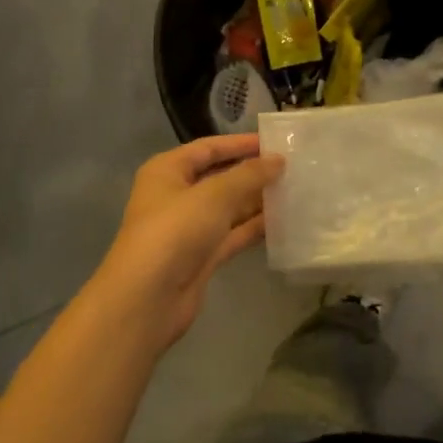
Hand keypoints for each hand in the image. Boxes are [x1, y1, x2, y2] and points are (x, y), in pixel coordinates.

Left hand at [90, 135, 282, 349]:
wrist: (147, 300)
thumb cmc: (175, 232)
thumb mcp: (214, 195)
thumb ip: (249, 175)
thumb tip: (278, 160)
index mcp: (168, 171)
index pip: (208, 148)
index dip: (240, 144)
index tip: (275, 142)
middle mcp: (177, 196)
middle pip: (220, 177)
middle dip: (253, 172)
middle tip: (292, 166)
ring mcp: (190, 228)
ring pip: (230, 207)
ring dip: (258, 200)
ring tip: (295, 190)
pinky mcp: (202, 256)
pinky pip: (234, 233)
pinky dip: (255, 227)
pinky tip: (283, 220)